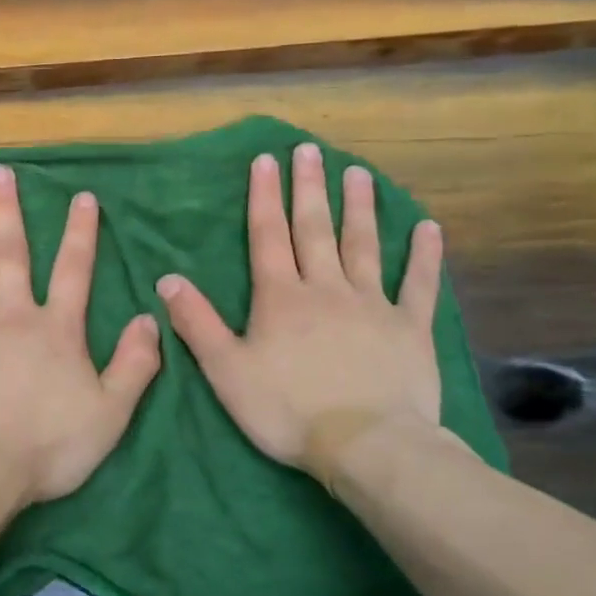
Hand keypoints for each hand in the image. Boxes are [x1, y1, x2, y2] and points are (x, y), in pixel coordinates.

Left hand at [0, 164, 160, 511]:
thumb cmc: (47, 446)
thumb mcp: (110, 412)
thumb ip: (135, 364)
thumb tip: (149, 318)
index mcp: (54, 329)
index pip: (74, 271)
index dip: (80, 233)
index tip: (81, 196)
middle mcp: (9, 316)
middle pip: (9, 255)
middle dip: (6, 212)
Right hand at [157, 144, 443, 472]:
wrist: (366, 445)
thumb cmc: (287, 410)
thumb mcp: (226, 371)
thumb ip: (196, 323)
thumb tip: (167, 279)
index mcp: (281, 298)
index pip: (268, 237)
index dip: (264, 198)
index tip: (265, 161)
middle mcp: (326, 289)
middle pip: (315, 230)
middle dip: (309, 188)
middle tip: (310, 150)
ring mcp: (373, 305)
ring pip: (364, 246)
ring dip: (359, 208)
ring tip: (358, 173)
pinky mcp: (410, 328)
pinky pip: (419, 285)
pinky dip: (424, 256)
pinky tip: (428, 228)